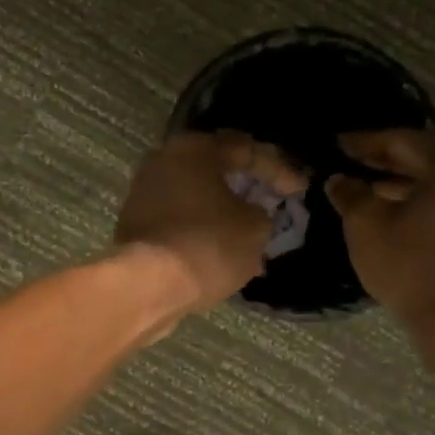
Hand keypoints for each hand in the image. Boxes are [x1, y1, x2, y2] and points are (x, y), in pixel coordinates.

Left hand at [115, 132, 306, 311]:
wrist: (148, 285)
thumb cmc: (208, 244)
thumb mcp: (255, 228)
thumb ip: (261, 213)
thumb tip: (250, 213)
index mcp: (193, 149)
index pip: (244, 149)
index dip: (277, 169)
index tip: (298, 190)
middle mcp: (162, 161)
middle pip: (214, 170)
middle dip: (246, 188)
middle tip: (271, 203)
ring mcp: (143, 194)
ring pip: (195, 197)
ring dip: (223, 212)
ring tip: (250, 232)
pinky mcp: (135, 226)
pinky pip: (179, 220)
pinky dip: (202, 230)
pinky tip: (222, 250)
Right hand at [326, 129, 434, 329]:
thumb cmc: (409, 267)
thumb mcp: (366, 226)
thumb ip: (350, 193)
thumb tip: (339, 179)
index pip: (403, 141)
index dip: (366, 142)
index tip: (338, 144)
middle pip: (429, 154)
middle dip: (389, 157)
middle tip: (354, 159)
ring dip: (408, 178)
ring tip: (372, 185)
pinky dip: (429, 196)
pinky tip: (401, 207)